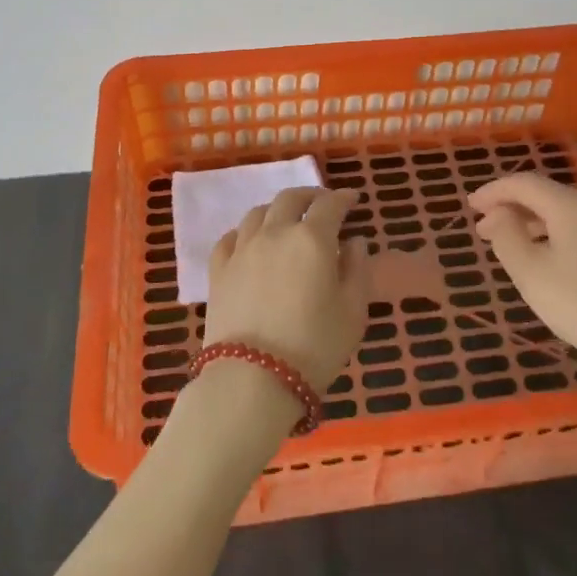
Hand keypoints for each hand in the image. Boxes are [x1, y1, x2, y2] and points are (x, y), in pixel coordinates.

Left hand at [203, 187, 371, 393]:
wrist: (252, 379)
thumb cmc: (314, 347)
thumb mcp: (353, 313)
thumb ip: (358, 270)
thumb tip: (354, 242)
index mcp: (312, 239)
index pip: (330, 205)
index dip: (344, 198)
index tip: (353, 199)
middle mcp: (275, 233)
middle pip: (290, 199)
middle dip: (309, 196)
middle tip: (321, 204)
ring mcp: (242, 250)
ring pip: (257, 213)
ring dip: (276, 210)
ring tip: (286, 221)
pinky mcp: (218, 270)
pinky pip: (230, 238)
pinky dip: (244, 232)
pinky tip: (249, 242)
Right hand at [467, 173, 576, 413]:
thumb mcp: (532, 274)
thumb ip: (508, 237)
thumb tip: (498, 214)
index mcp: (569, 206)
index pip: (523, 183)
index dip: (493, 191)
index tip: (470, 206)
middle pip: (545, 195)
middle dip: (511, 207)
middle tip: (484, 229)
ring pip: (562, 213)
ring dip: (531, 223)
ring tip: (510, 246)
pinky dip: (553, 235)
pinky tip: (547, 261)